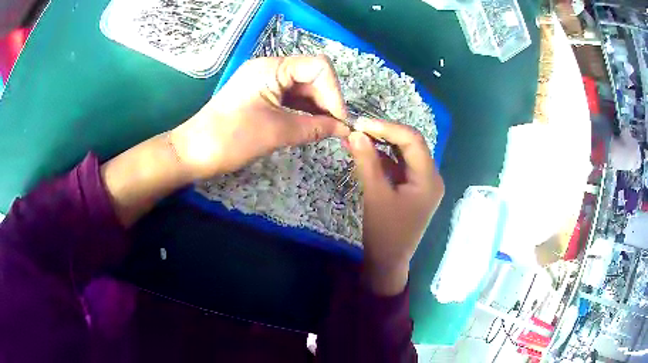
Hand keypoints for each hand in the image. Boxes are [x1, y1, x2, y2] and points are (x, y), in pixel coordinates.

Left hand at [170, 55, 349, 178]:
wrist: (193, 153)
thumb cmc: (230, 139)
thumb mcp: (276, 132)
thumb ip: (314, 127)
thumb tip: (342, 128)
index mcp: (271, 68)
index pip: (318, 67)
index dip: (334, 92)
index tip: (340, 120)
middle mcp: (270, 69)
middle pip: (312, 76)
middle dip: (327, 101)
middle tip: (337, 129)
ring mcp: (265, 82)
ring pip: (303, 89)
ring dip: (318, 108)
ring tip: (329, 131)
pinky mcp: (261, 96)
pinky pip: (291, 99)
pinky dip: (304, 112)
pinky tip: (313, 126)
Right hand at [346, 119, 443, 294]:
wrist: (387, 261)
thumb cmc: (384, 232)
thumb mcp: (375, 195)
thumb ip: (367, 162)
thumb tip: (356, 133)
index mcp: (429, 179)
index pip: (413, 141)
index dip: (387, 127)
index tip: (361, 123)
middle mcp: (431, 177)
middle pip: (411, 145)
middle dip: (385, 133)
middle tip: (359, 127)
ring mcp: (422, 183)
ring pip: (404, 154)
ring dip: (382, 144)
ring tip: (358, 136)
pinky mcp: (412, 188)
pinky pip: (399, 166)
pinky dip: (383, 158)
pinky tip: (364, 151)